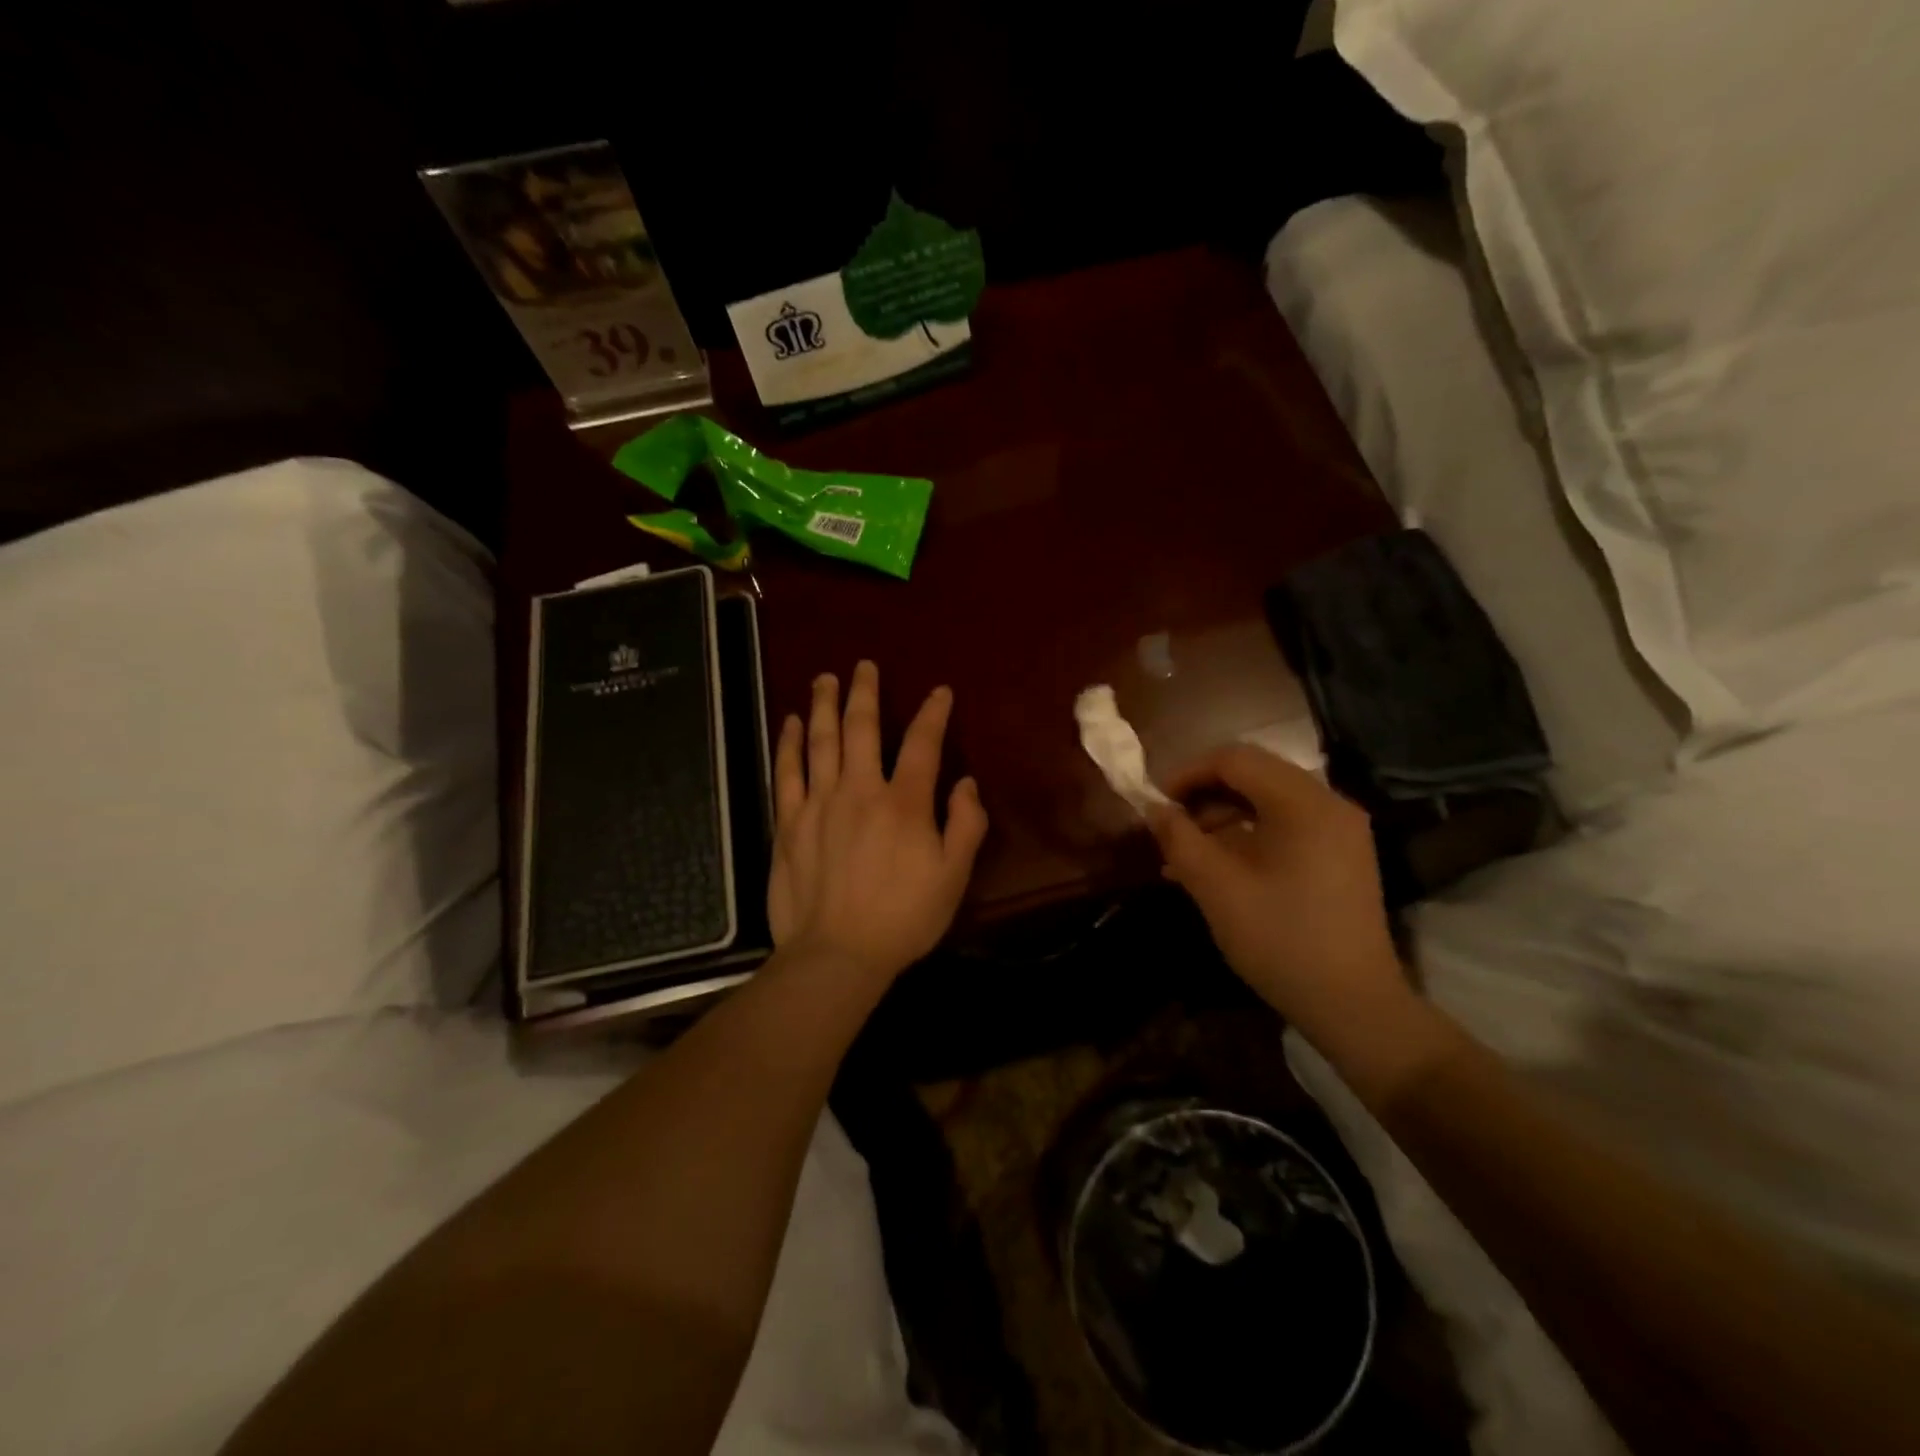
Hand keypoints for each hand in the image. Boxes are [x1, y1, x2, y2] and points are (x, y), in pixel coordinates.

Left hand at [768, 661, 987, 990]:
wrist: (836, 954)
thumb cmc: (903, 918)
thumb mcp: (953, 877)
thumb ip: (965, 825)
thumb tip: (965, 783)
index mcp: (904, 803)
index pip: (922, 744)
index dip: (933, 714)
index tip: (939, 692)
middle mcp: (859, 791)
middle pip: (862, 728)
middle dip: (865, 692)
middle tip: (864, 666)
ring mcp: (818, 803)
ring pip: (821, 741)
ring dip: (823, 705)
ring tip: (824, 679)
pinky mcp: (788, 822)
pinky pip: (787, 772)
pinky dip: (789, 744)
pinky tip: (790, 723)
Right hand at [1149, 744, 1407, 1042]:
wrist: (1354, 1006)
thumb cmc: (1281, 940)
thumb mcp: (1217, 888)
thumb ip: (1179, 840)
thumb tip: (1153, 809)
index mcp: (1303, 803)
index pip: (1235, 759)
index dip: (1187, 774)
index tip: (1156, 805)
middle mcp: (1328, 804)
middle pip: (1253, 776)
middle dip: (1203, 797)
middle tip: (1170, 831)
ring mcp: (1339, 830)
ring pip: (1266, 801)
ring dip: (1221, 819)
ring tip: (1185, 857)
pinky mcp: (1341, 855)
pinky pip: (1285, 827)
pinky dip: (1247, 837)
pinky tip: (1217, 870)